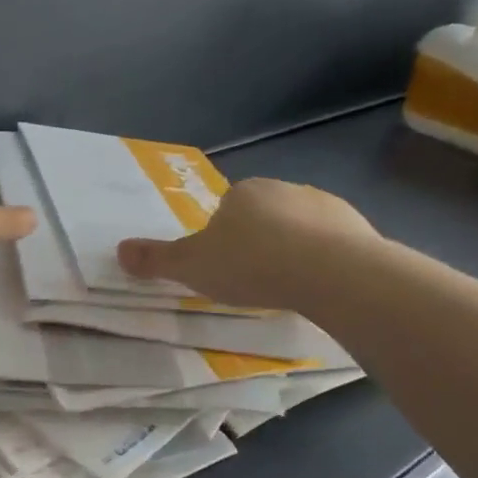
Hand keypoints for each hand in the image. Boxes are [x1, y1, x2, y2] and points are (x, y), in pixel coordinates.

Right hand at [117, 178, 379, 311]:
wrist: (331, 272)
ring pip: (300, 229)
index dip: (222, 239)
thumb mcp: (191, 267)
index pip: (226, 210)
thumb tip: (118, 250)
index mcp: (243, 192)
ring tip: (288, 288)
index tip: (225, 268)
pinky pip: (333, 244)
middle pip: (263, 217)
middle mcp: (284, 189)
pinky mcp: (358, 227)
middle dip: (259, 243)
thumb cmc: (251, 264)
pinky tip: (320, 286)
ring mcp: (325, 205)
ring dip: (293, 251)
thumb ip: (156, 259)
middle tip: (254, 281)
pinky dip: (324, 261)